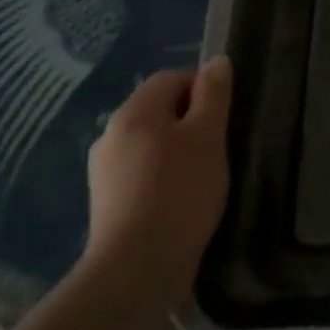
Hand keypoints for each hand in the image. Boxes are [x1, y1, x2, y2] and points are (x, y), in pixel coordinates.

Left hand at [82, 58, 232, 313]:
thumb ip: (214, 95)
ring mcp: (104, 172)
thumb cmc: (180, 191)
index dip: (203, 89)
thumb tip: (216, 61)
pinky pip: (141, 175)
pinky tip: (181, 201)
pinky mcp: (106, 204)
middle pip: (159, 111)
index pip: (171, 78)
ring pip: (150, 145)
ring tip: (204, 177)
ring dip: (177, 152)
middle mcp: (111, 135)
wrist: (137, 268)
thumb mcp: (208, 136)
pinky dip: (163, 179)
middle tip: (220, 147)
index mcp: (134, 112)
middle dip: (191, 122)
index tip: (226, 118)